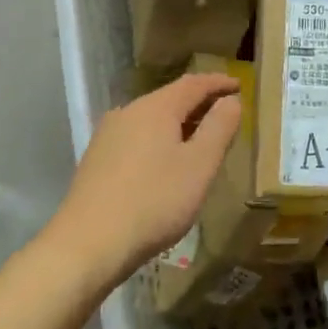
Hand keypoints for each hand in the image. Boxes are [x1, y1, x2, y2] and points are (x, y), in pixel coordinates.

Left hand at [47, 73, 241, 285]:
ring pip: (152, 119)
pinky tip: (166, 163)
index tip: (239, 86)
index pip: (194, 84)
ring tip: (200, 141)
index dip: (219, 83)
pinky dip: (160, 140)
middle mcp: (128, 112)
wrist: (88, 245)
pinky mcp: (97, 159)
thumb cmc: (154, 201)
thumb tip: (231, 101)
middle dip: (200, 104)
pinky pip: (138, 137)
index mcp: (155, 108)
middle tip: (225, 115)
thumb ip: (219, 128)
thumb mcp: (199, 165)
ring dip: (179, 124)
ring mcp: (108, 136)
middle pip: (171, 98)